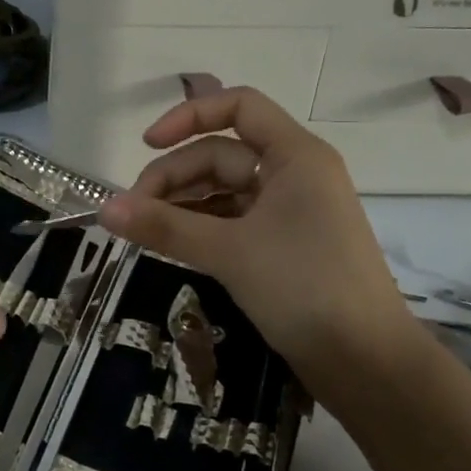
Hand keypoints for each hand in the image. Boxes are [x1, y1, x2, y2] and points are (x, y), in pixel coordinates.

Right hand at [98, 86, 425, 379]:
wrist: (367, 363)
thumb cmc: (305, 288)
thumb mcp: (229, 252)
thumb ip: (164, 227)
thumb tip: (104, 210)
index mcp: (294, 156)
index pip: (239, 106)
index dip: (189, 116)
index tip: (147, 144)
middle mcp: (294, 174)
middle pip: (221, 154)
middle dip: (174, 177)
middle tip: (132, 213)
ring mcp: (290, 212)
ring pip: (224, 191)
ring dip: (182, 205)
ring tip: (145, 231)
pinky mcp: (283, 246)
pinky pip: (233, 221)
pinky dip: (201, 228)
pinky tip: (171, 245)